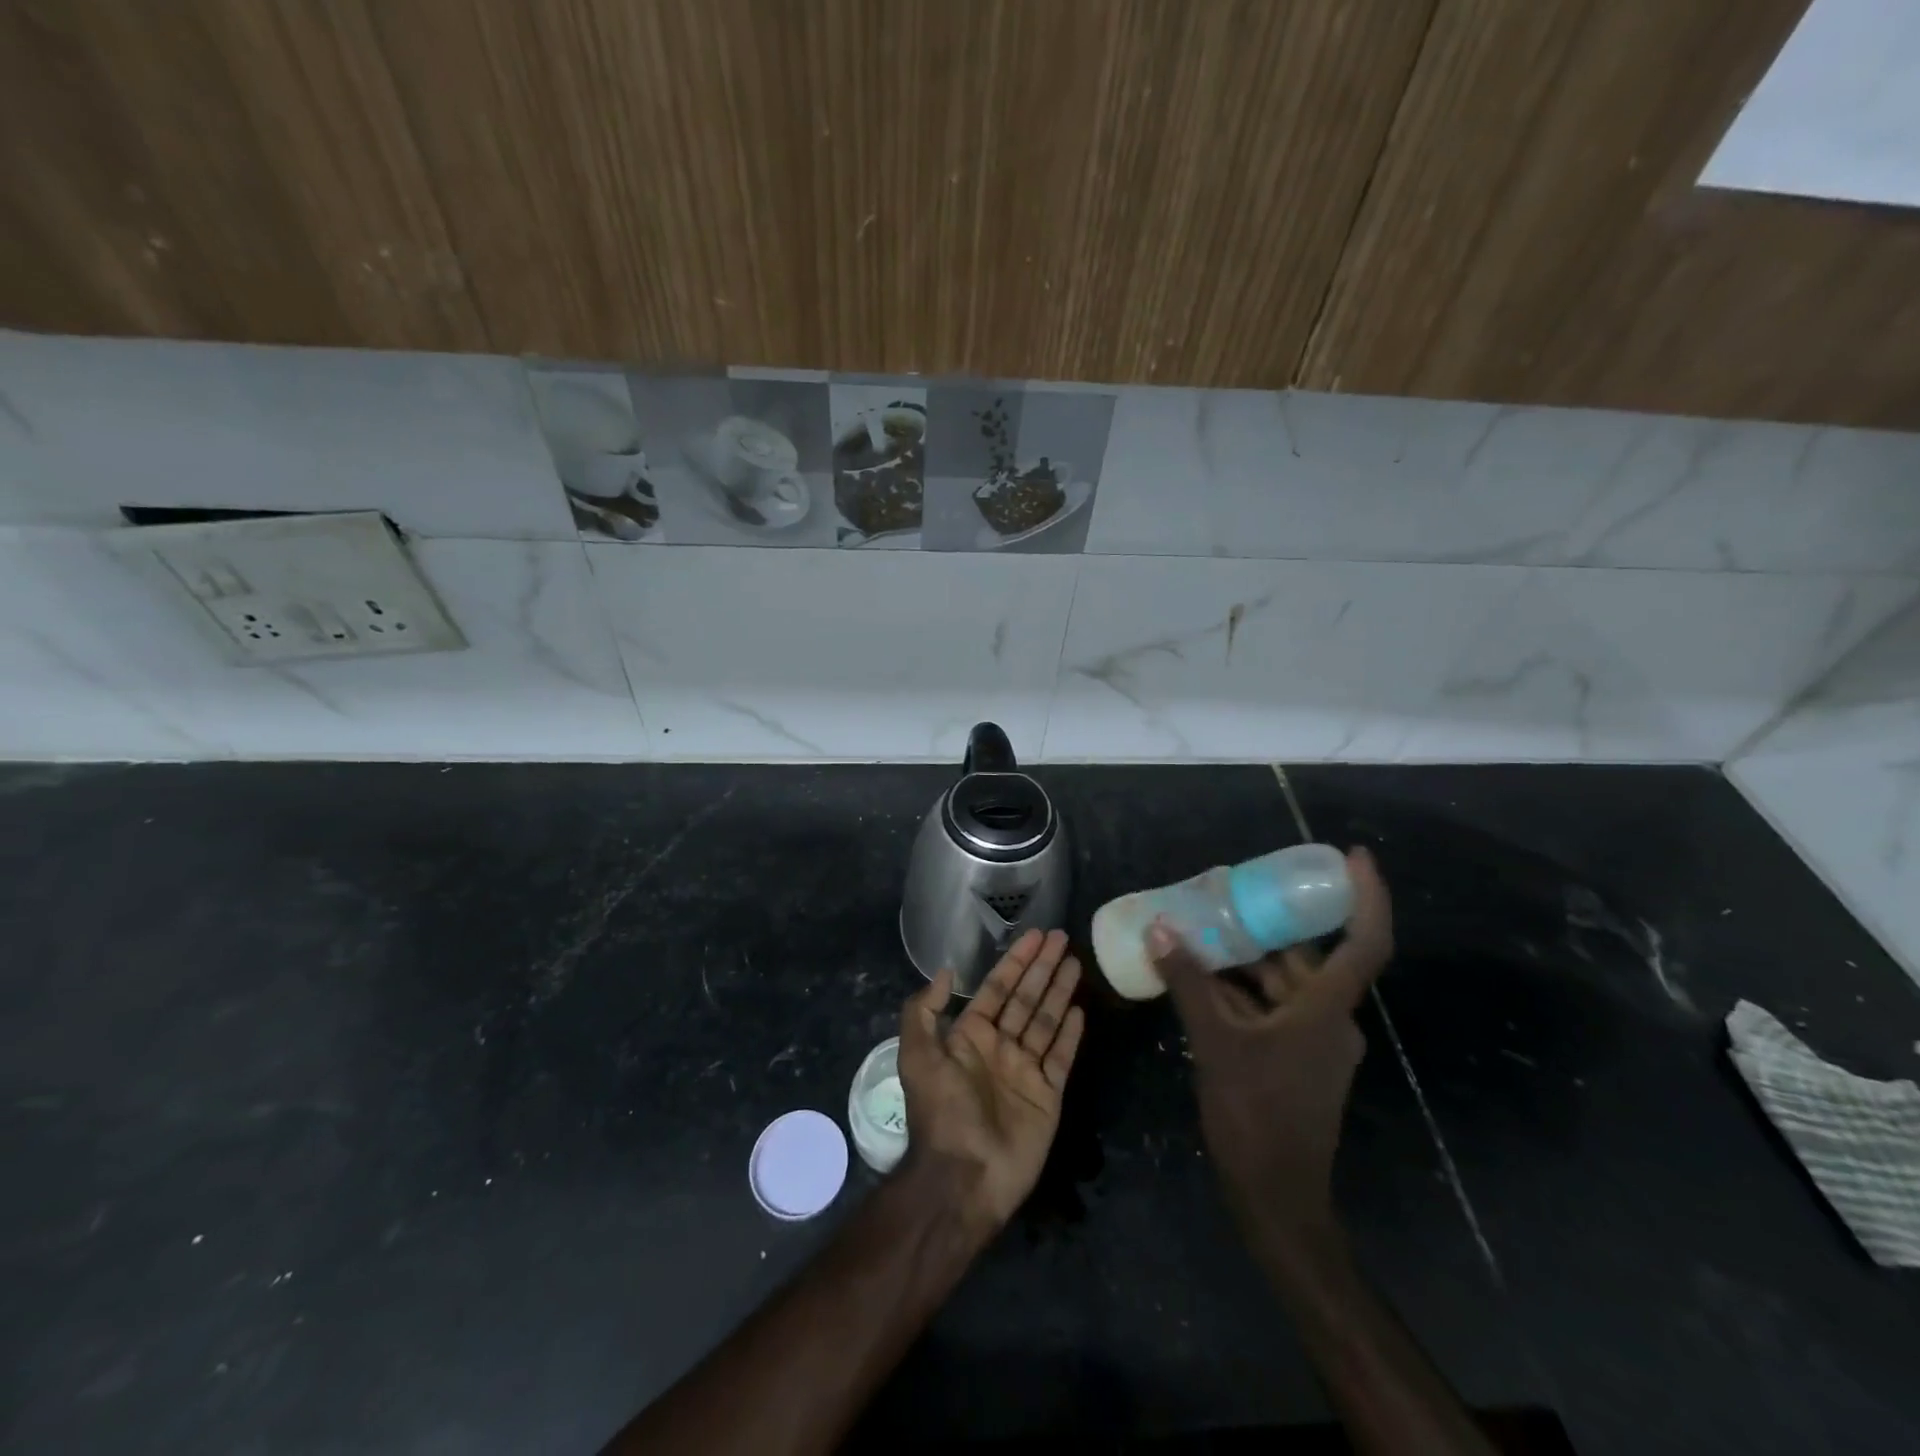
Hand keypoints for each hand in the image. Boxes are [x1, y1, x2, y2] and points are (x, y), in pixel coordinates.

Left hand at [897, 929, 1085, 1236]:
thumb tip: (946, 972)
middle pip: (1025, 998)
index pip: (997, 988)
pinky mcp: (1048, 1095)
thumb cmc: (942, 1111)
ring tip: (1075, 962)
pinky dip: (1071, 1034)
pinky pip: (1061, 1057)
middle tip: (1061, 937)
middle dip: (1042, 967)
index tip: (1034, 935)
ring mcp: (1026, 1071)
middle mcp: (999, 1047)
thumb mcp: (917, 1055)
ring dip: (1059, 991)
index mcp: (970, 1037)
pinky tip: (1081, 1009)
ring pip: (1046, 1020)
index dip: (1015, 961)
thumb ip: (924, 1010)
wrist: (964, 1176)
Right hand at [1151, 848, 1393, 1247]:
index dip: (1366, 897)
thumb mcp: (1215, 1041)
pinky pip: (1272, 1007)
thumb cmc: (1255, 1114)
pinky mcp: (1296, 1058)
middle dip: (1272, 923)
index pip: (1365, 943)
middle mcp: (1329, 1019)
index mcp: (1326, 1010)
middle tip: (1234, 889)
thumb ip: (1188, 983)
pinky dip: (1243, 989)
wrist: (1276, 1197)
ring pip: (1284, 983)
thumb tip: (1161, 930)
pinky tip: (1202, 976)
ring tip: (1205, 926)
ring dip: (1248, 957)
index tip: (1352, 857)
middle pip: (1308, 957)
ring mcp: (1314, 1042)